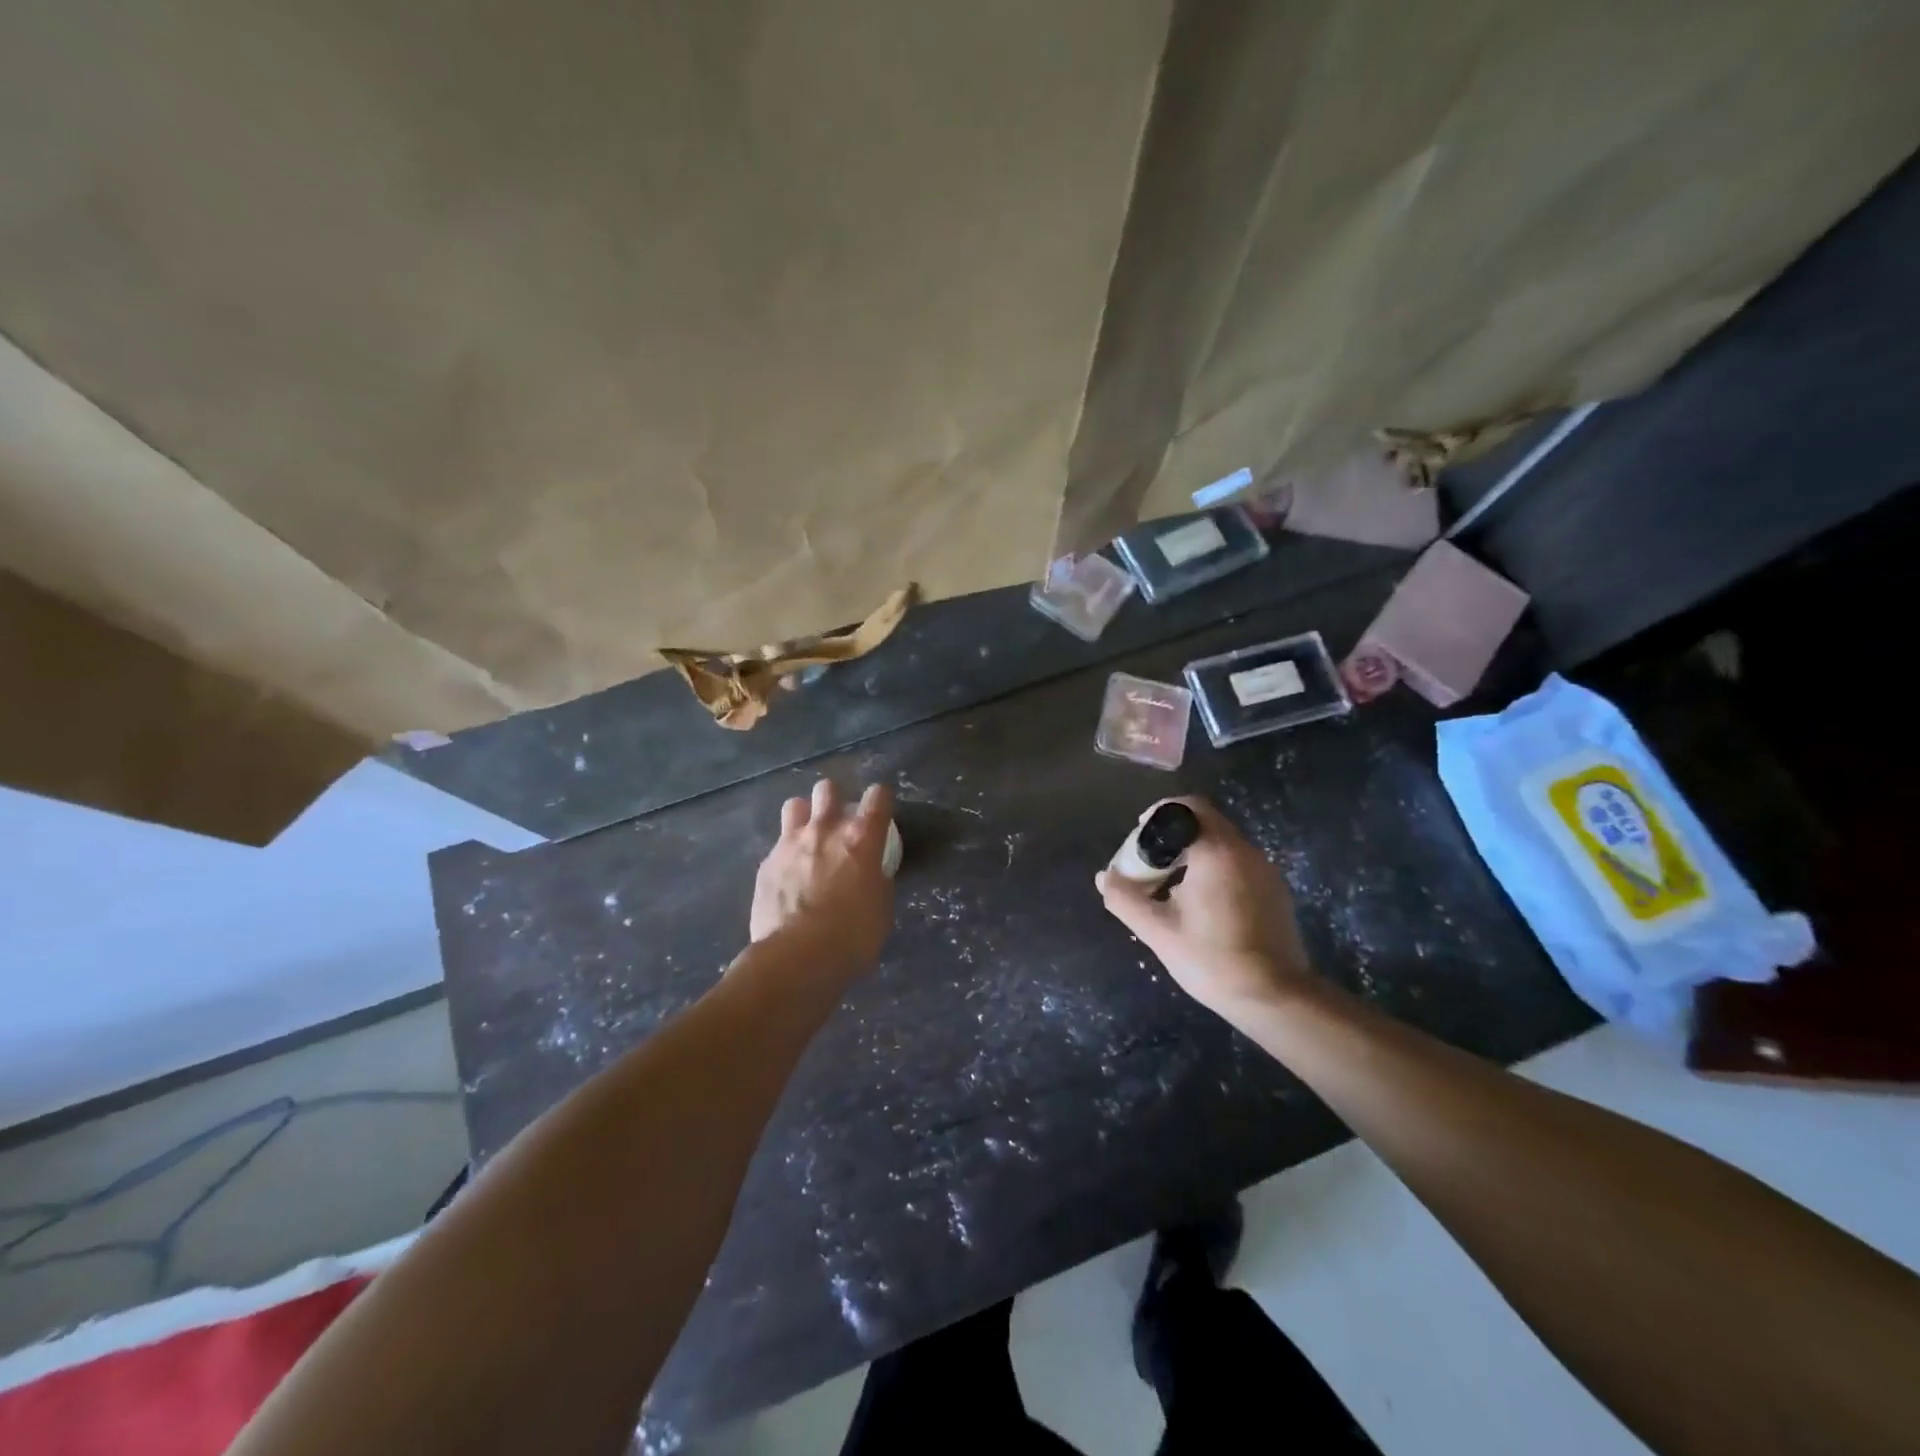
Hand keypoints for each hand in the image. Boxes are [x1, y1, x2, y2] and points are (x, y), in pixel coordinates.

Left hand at [750, 779, 895, 978]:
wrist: (796, 957)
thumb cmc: (852, 936)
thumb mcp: (881, 908)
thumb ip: (876, 880)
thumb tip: (870, 874)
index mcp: (861, 839)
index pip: (877, 797)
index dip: (880, 800)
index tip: (880, 811)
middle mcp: (825, 830)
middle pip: (828, 789)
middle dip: (834, 799)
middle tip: (838, 823)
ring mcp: (791, 844)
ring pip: (795, 805)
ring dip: (804, 816)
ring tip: (808, 837)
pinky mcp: (766, 864)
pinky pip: (778, 845)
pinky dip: (786, 853)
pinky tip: (788, 875)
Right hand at [1095, 796, 1313, 1015]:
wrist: (1275, 998)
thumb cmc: (1211, 959)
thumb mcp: (1157, 931)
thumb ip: (1125, 898)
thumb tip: (1104, 877)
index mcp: (1216, 851)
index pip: (1188, 807)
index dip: (1160, 814)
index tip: (1141, 836)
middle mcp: (1245, 851)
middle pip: (1205, 823)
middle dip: (1173, 837)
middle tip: (1150, 865)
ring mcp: (1265, 871)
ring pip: (1223, 845)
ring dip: (1194, 854)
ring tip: (1171, 887)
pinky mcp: (1275, 891)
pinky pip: (1239, 864)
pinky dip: (1215, 870)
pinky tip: (1202, 905)